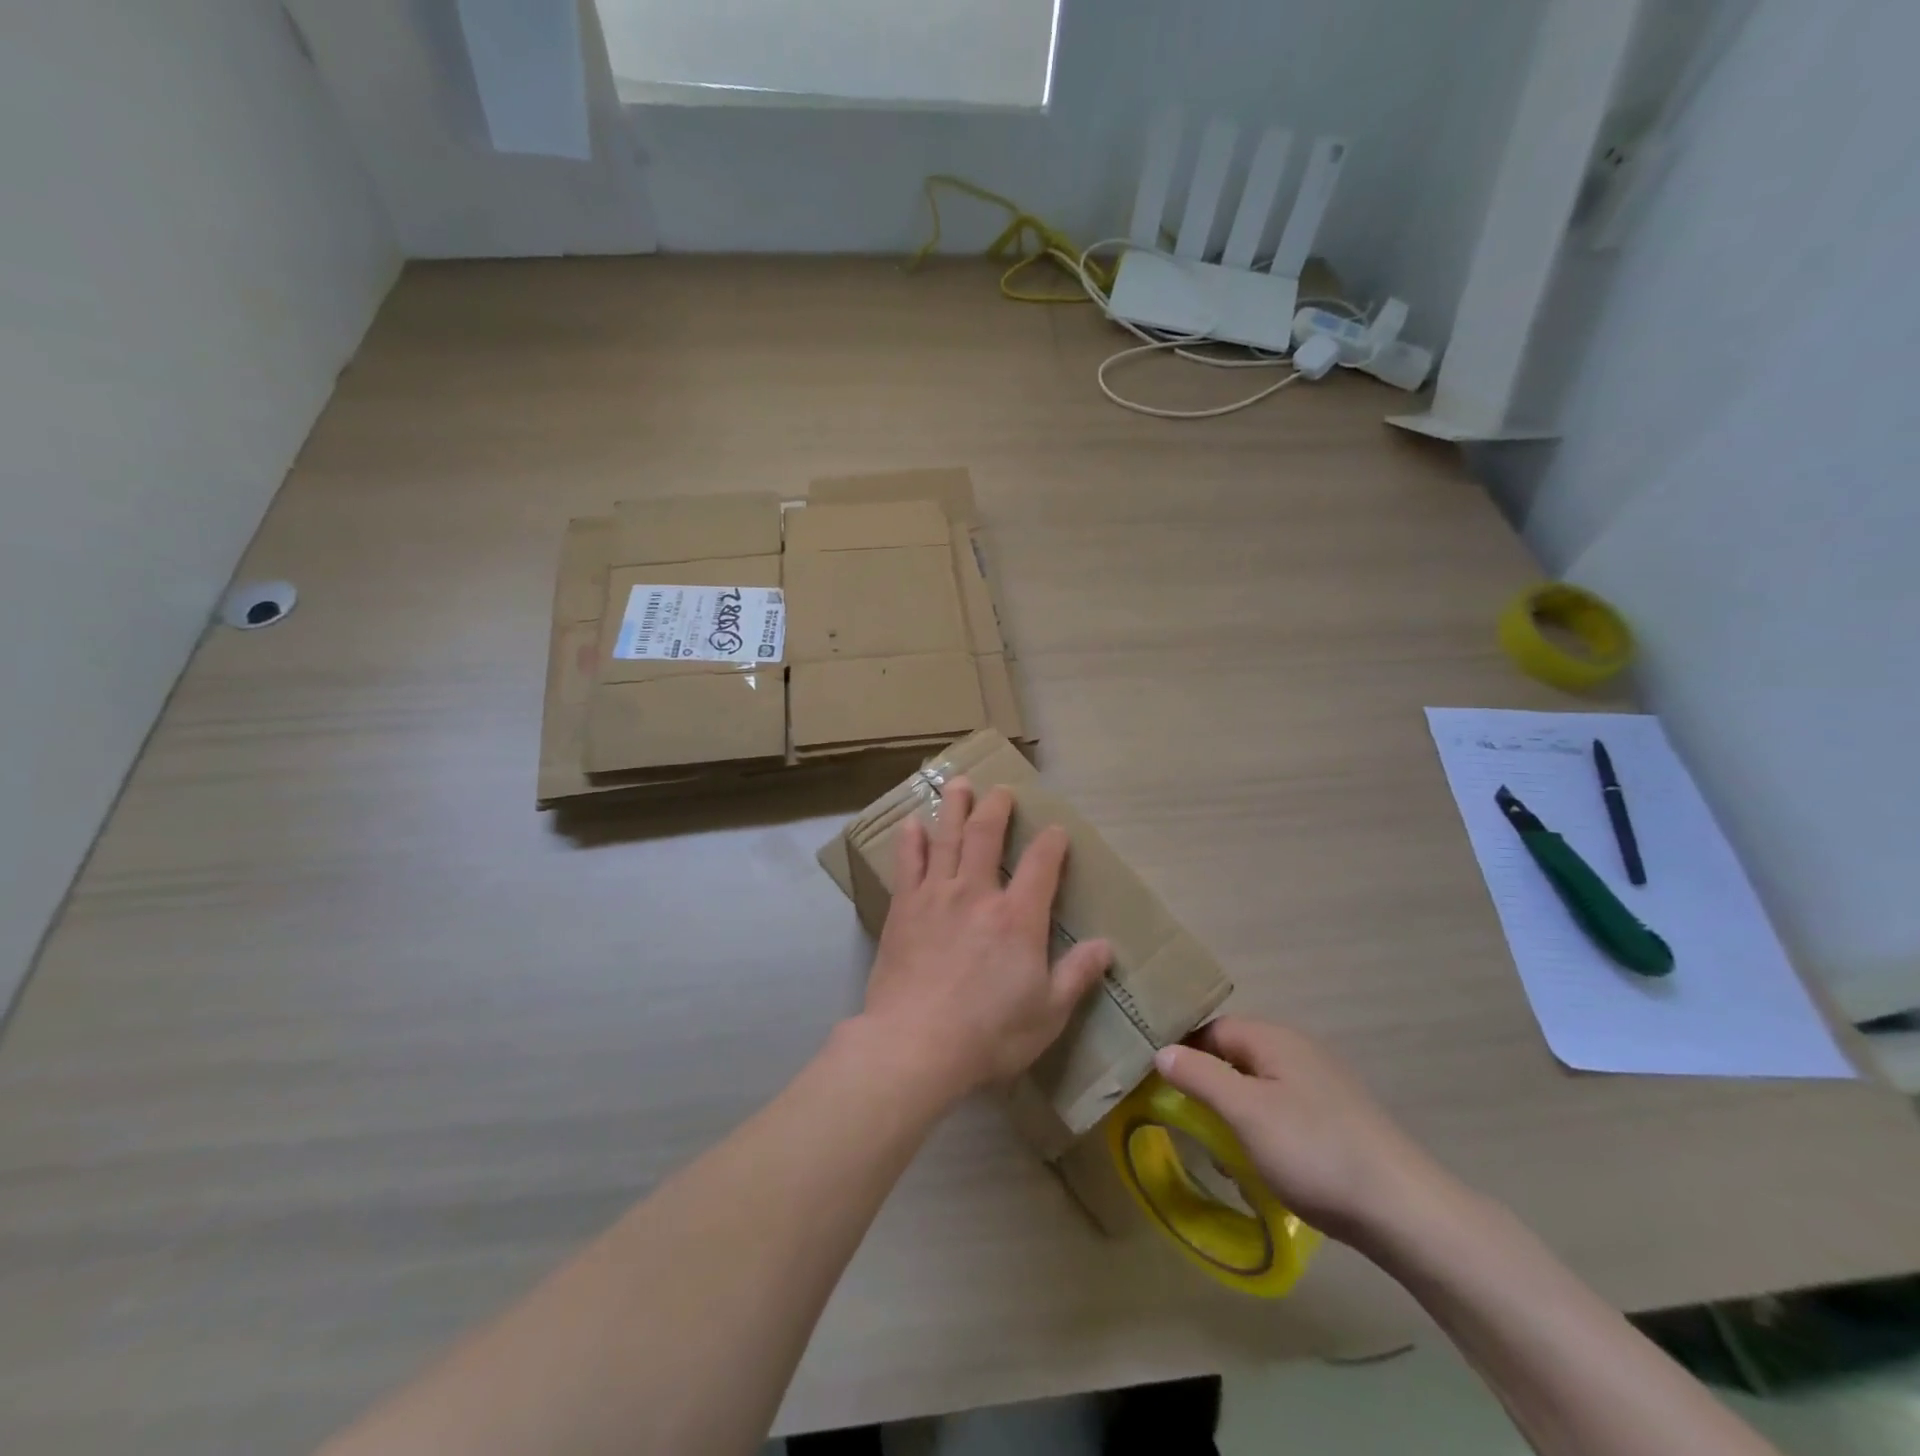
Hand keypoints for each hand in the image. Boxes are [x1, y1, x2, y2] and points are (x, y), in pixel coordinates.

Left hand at [859, 779, 1112, 1100]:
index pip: (1042, 865)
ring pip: (946, 838)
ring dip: (954, 808)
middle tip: (1000, 790)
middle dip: (996, 808)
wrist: (915, 1044)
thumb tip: (1106, 946)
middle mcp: (977, 894)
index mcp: (1018, 917)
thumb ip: (1077, 975)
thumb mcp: (1048, 1012)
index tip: (1056, 830)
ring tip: (958, 784)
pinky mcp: (904, 909)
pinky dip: (911, 841)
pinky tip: (911, 824)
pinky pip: (907, 864)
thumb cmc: (989, 1033)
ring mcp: (936, 896)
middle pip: (986, 835)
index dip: (1052, 843)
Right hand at [1153, 1018, 1448, 1245]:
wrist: (1404, 1212)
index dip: (1184, 1053)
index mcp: (1274, 1038)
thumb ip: (1199, 1076)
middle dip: (1209, 1089)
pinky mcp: (1339, 1117)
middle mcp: (1298, 1050)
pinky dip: (1265, 1132)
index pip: (1212, 1029)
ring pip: (1259, 1087)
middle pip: (1235, 1056)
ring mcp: (1323, 1083)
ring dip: (1236, 1115)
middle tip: (1192, 1126)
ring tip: (1228, 1156)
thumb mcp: (1244, 1112)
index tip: (1160, 1086)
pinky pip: (1284, 1111)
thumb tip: (1162, 1050)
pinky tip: (1268, 1166)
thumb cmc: (1314, 1151)